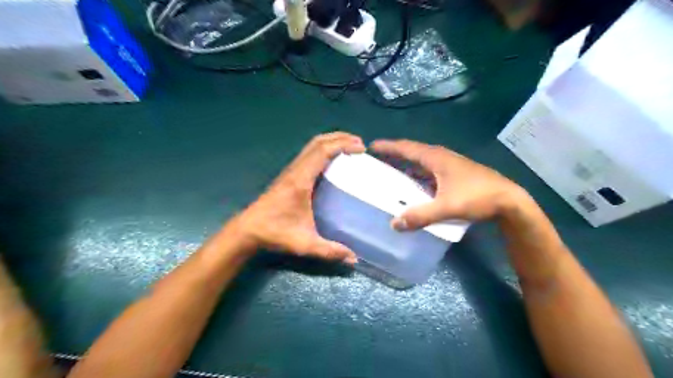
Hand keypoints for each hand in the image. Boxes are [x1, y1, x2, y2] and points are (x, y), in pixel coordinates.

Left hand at [238, 133, 364, 265]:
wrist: (247, 230)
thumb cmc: (275, 233)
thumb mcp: (304, 243)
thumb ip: (329, 251)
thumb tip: (354, 259)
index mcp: (300, 180)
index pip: (323, 152)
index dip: (344, 145)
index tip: (362, 148)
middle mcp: (295, 170)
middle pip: (318, 142)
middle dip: (340, 138)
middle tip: (359, 143)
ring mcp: (291, 170)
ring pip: (311, 145)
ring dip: (331, 141)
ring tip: (349, 146)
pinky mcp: (289, 175)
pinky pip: (308, 153)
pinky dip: (323, 149)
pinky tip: (332, 160)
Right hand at [368, 137, 525, 228]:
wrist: (510, 201)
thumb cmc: (478, 197)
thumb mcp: (447, 207)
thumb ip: (421, 216)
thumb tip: (394, 224)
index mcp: (436, 158)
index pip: (406, 148)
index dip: (388, 147)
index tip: (371, 147)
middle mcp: (441, 157)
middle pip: (412, 151)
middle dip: (394, 154)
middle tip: (378, 160)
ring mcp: (450, 164)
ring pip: (422, 161)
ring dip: (407, 164)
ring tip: (392, 172)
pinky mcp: (455, 174)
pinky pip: (430, 170)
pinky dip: (418, 174)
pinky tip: (415, 185)